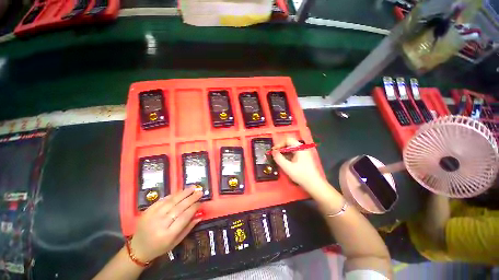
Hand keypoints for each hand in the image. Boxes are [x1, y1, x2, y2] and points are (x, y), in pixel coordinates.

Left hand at [130, 188, 203, 261]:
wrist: (137, 249)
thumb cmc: (159, 248)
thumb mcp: (176, 242)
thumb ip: (188, 228)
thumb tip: (200, 215)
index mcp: (168, 235)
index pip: (184, 217)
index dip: (194, 208)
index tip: (201, 202)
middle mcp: (160, 224)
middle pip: (179, 207)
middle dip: (191, 198)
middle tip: (200, 191)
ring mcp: (152, 216)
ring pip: (171, 201)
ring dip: (183, 193)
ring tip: (192, 188)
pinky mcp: (147, 211)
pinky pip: (162, 200)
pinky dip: (173, 195)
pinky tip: (180, 192)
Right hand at [272, 137, 323, 188]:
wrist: (314, 184)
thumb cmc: (301, 175)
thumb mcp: (287, 167)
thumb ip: (279, 158)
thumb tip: (273, 151)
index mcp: (300, 148)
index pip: (287, 140)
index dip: (279, 144)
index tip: (274, 151)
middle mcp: (302, 148)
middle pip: (289, 143)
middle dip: (281, 148)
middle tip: (275, 154)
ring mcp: (303, 152)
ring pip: (291, 148)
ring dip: (284, 152)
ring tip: (278, 158)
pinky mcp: (303, 157)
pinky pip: (293, 152)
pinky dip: (287, 155)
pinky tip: (284, 161)